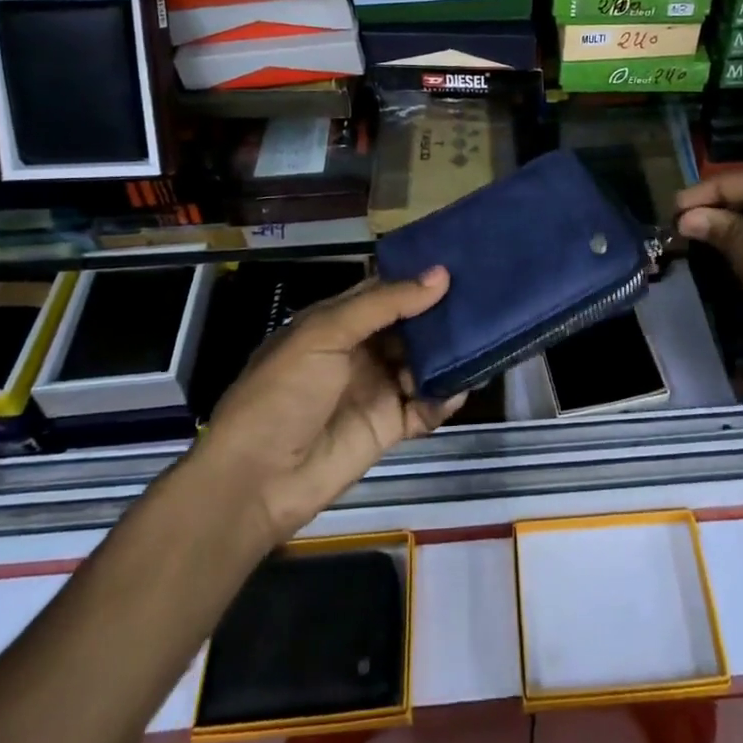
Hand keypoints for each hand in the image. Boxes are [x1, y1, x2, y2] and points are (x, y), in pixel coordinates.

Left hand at [195, 269, 466, 546]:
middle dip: (442, 315)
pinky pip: (426, 406)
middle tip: (485, 301)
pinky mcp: (390, 426)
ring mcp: (377, 388)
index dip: (420, 278)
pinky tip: (460, 389)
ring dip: (449, 355)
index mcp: (338, 320)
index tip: (463, 262)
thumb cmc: (283, 392)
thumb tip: (442, 275)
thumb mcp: (325, 333)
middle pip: (411, 326)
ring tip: (484, 342)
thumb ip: (385, 304)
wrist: (256, 480)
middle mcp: (361, 349)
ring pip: (424, 363)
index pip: (387, 290)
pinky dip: (445, 398)